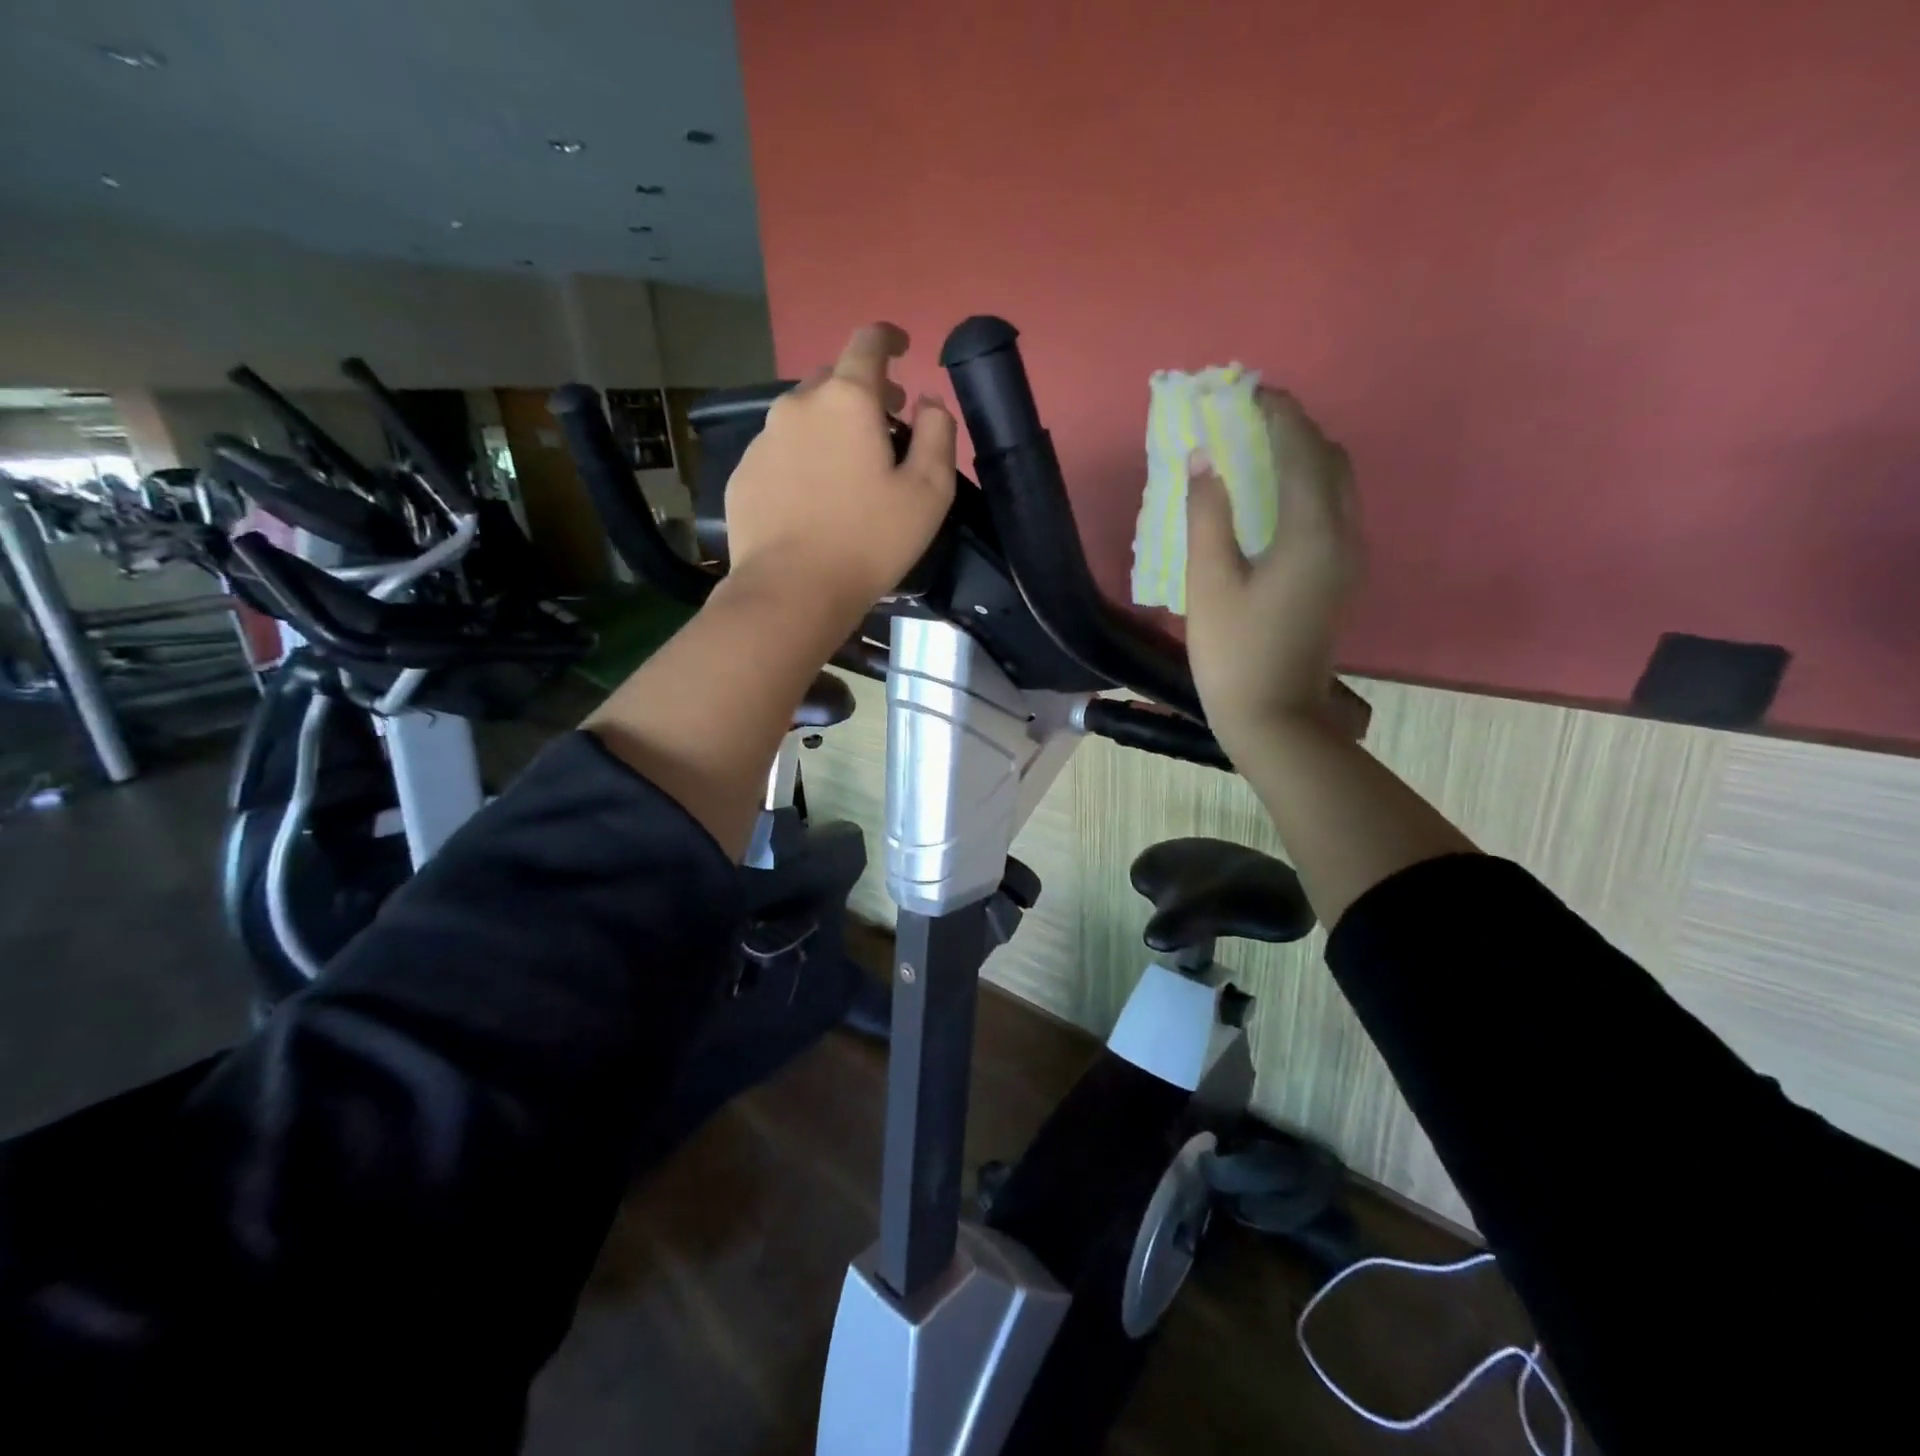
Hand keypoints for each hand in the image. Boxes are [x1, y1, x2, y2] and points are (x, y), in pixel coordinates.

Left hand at [723, 322, 956, 623]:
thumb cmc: (869, 540)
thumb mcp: (929, 492)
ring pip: (802, 417)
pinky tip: (811, 499)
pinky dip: (800, 460)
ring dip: (828, 427)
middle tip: (884, 425)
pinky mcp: (743, 475)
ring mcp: (762, 440)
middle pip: (832, 379)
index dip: (889, 338)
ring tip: (845, 469)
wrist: (792, 590)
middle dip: (861, 392)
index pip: (868, 342)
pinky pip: (778, 452)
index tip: (902, 349)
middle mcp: (798, 405)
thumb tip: (928, 400)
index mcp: (847, 400)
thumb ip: (938, 433)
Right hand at [1185, 387, 1365, 750]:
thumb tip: (1201, 460)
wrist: (1274, 716)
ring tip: (1260, 450)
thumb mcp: (1208, 583)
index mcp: (1312, 531)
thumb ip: (1206, 516)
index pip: (1301, 450)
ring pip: (1338, 484)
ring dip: (1304, 456)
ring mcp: (1348, 557)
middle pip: (1330, 459)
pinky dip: (1308, 485)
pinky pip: (1334, 509)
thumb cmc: (1234, 653)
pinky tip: (1274, 497)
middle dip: (1295, 429)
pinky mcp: (1340, 576)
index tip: (1247, 391)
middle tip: (1251, 419)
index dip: (1277, 414)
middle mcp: (1344, 534)